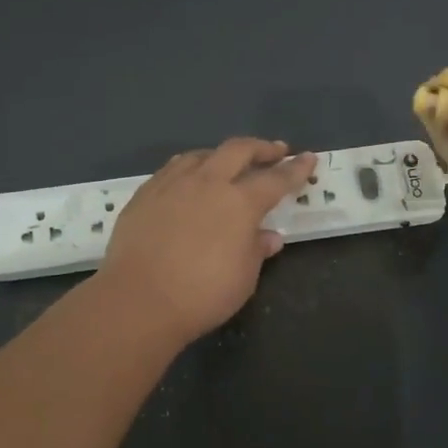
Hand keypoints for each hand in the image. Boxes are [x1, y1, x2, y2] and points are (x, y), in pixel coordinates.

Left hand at [96, 138, 316, 343]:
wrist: (139, 300)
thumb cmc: (202, 294)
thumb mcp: (243, 278)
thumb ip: (257, 250)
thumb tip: (268, 236)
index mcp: (239, 202)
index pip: (276, 179)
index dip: (295, 170)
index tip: (309, 159)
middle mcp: (207, 183)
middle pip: (238, 151)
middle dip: (261, 148)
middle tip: (275, 151)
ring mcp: (172, 184)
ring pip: (202, 155)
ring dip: (222, 155)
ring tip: (228, 162)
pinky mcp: (144, 194)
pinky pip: (173, 169)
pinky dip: (190, 167)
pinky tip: (189, 178)